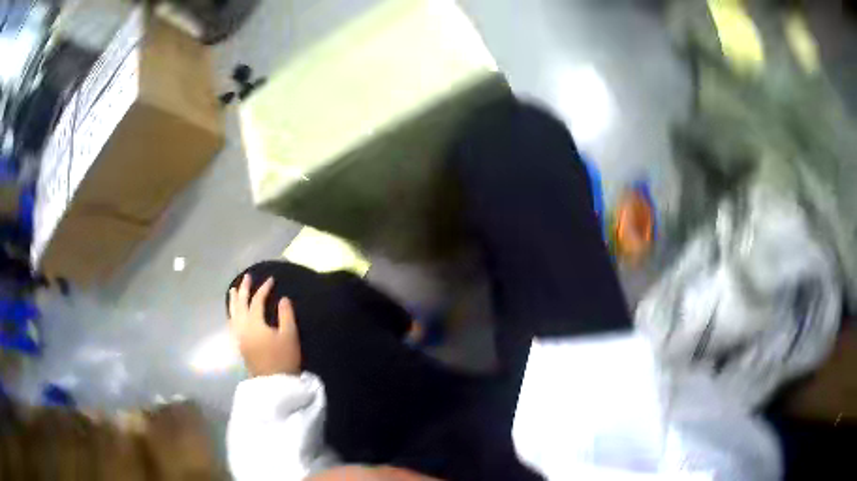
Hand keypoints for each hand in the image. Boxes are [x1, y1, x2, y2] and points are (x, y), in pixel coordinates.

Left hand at [229, 275, 300, 376]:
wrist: (274, 384)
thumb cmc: (283, 359)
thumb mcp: (289, 336)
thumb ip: (286, 315)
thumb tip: (283, 299)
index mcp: (254, 323)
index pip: (257, 301)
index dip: (264, 289)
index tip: (271, 279)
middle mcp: (243, 327)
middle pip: (241, 304)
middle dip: (244, 290)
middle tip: (247, 277)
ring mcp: (239, 337)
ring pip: (233, 314)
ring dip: (234, 301)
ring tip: (234, 290)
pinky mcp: (240, 345)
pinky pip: (232, 323)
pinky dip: (232, 313)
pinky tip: (234, 314)